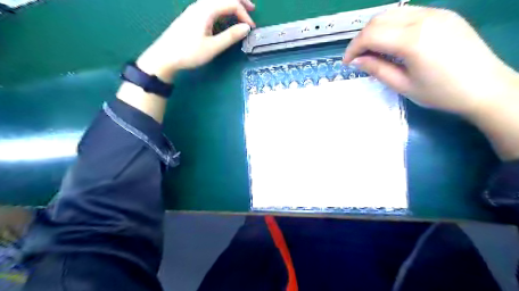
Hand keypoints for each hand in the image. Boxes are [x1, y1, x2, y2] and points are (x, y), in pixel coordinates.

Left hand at [134, 0, 254, 81]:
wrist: (164, 56)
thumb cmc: (189, 53)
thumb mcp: (213, 47)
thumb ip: (230, 36)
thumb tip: (246, 28)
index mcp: (206, 10)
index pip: (231, 4)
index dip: (244, 15)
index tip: (251, 29)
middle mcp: (201, 4)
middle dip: (240, 1)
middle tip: (252, 9)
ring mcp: (195, 9)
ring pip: (216, 0)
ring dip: (230, 4)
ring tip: (241, 12)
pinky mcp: (192, 15)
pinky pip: (210, 5)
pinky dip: (222, 8)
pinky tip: (224, 17)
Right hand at [344, 6, 516, 116]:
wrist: (485, 87)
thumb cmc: (441, 93)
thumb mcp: (403, 85)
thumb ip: (377, 69)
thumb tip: (356, 61)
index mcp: (413, 40)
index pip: (370, 35)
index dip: (353, 48)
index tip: (347, 63)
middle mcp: (423, 18)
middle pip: (378, 19)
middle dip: (362, 38)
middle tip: (358, 57)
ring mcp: (436, 13)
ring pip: (392, 12)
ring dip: (375, 30)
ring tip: (372, 50)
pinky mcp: (443, 14)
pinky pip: (408, 13)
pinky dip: (392, 25)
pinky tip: (392, 42)